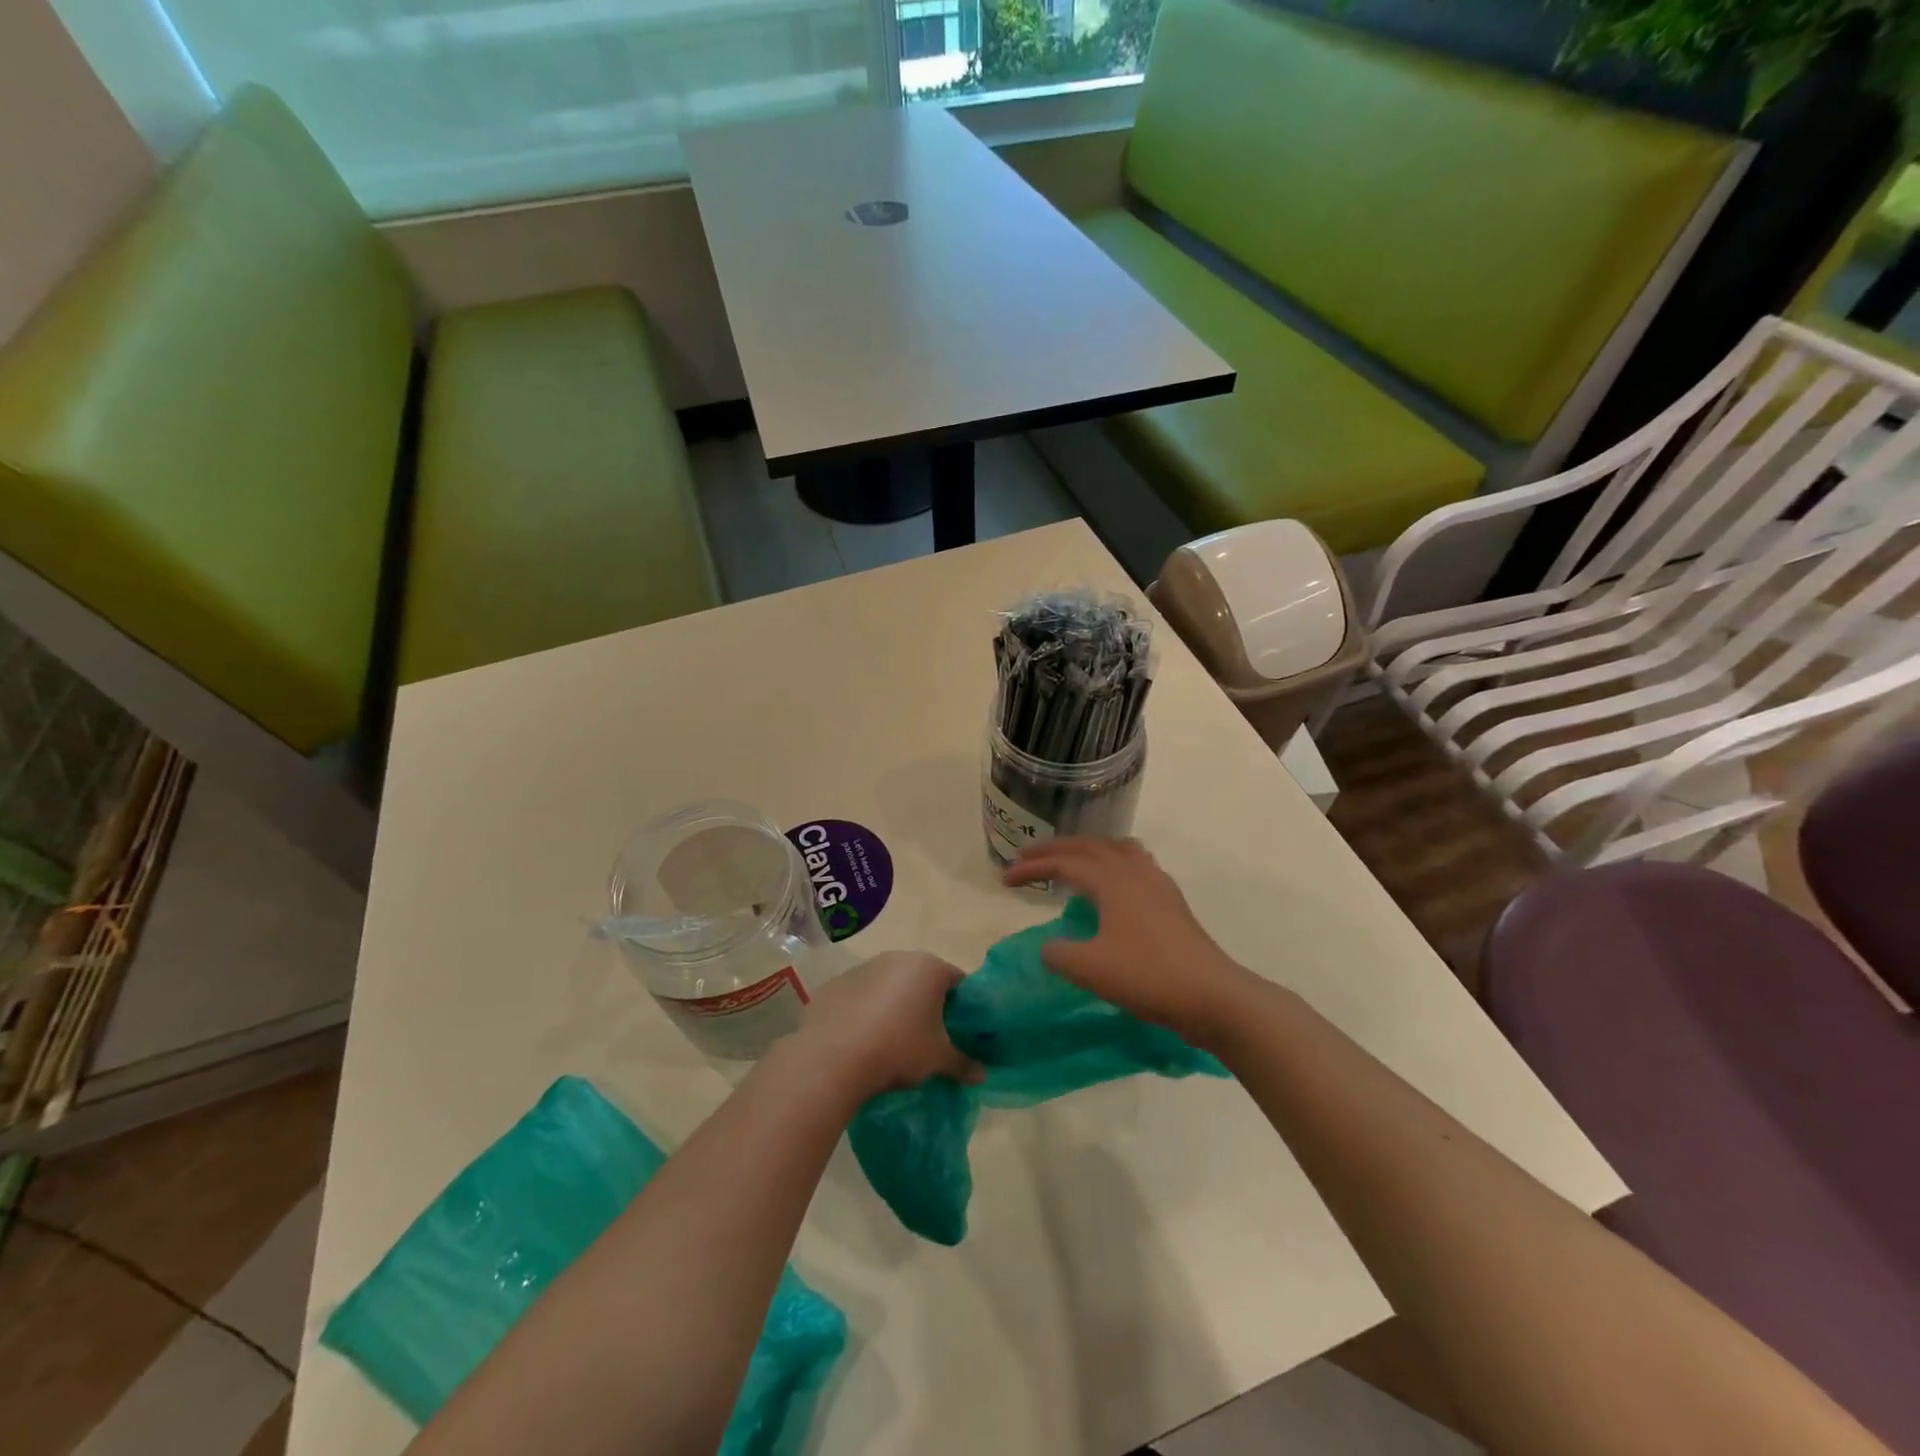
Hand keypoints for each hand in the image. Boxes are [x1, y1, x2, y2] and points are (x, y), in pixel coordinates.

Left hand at [791, 951, 980, 1100]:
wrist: (832, 1057)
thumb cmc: (898, 1048)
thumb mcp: (938, 1060)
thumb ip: (963, 1064)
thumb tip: (982, 1076)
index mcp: (928, 967)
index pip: (957, 981)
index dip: (962, 1007)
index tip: (959, 1032)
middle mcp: (897, 958)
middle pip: (922, 980)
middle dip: (927, 1005)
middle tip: (929, 1039)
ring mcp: (863, 968)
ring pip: (889, 986)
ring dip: (894, 1007)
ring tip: (891, 1042)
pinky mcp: (835, 984)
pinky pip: (860, 996)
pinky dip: (865, 1012)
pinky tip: (861, 1040)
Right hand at [1003, 838, 1252, 1045]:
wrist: (1212, 996)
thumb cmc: (1148, 977)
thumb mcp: (1090, 968)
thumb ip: (1059, 953)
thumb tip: (1050, 946)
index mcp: (1112, 880)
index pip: (1064, 862)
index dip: (1032, 866)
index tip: (1005, 879)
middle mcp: (1134, 872)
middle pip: (1089, 846)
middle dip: (1055, 849)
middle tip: (1027, 855)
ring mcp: (1157, 884)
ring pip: (1117, 849)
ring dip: (1088, 850)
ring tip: (1071, 860)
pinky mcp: (1171, 902)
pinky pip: (1135, 866)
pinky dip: (1112, 864)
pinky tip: (1112, 887)